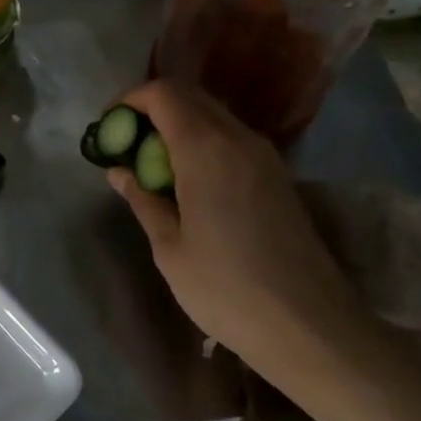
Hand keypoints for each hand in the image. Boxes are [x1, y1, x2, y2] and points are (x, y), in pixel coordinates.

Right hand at [106, 81, 369, 365]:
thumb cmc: (227, 289)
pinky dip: (202, 142)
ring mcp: (264, 155)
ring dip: (178, 126)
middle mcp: (238, 139)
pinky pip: (231, 138)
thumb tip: (119, 171)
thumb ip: (143, 199)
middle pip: (189, 96)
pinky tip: (189, 182)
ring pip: (213, 115)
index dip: (130, 101)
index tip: (109, 129)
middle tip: (127, 146)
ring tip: (153, 166)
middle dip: (152, 110)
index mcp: (206, 149)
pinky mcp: (278, 175)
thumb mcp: (169, 249)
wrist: (311, 326)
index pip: (163, 93)